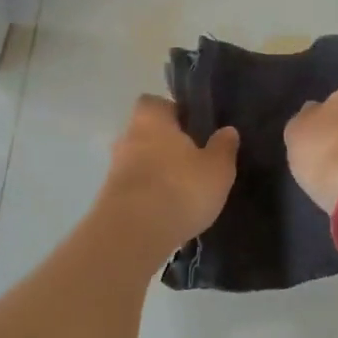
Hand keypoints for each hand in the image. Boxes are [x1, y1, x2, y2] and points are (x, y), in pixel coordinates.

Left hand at [98, 95, 240, 255]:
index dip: (173, 112)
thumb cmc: (180, 188)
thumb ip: (223, 147)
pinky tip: (168, 212)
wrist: (134, 234)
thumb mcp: (217, 168)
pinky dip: (149, 196)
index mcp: (151, 119)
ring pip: (140, 163)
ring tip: (184, 191)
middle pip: (146, 133)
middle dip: (166, 145)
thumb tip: (228, 130)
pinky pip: (135, 189)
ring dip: (157, 173)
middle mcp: (127, 138)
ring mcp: (114, 170)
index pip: (156, 103)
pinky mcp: (110, 200)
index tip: (193, 128)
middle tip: (193, 161)